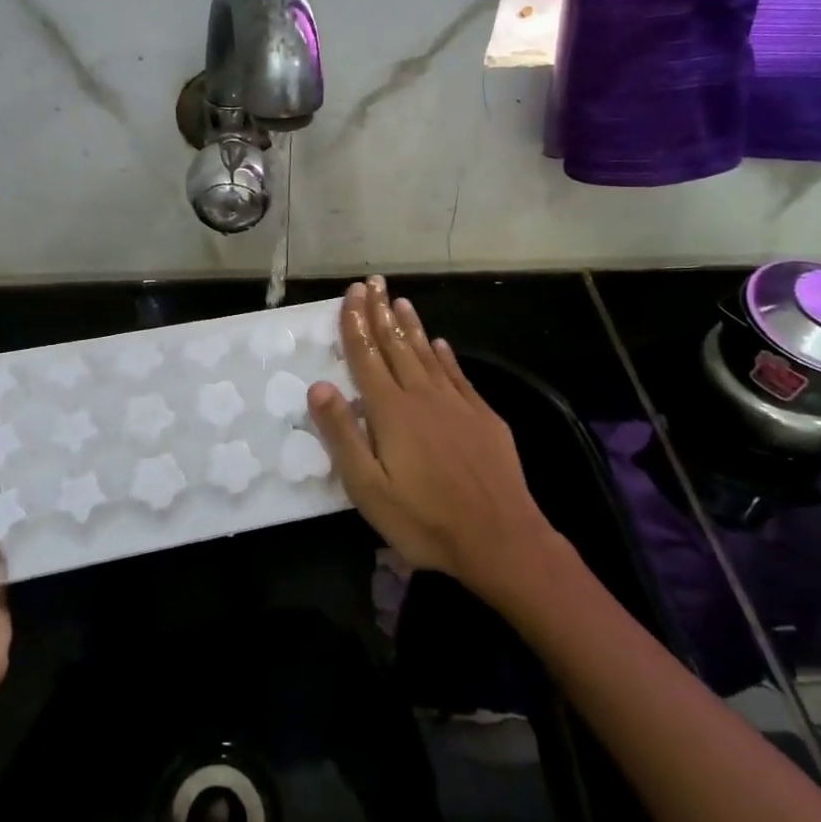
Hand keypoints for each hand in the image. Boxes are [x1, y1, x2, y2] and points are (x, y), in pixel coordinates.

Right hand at [307, 277, 559, 604]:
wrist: (501, 539)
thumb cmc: (425, 519)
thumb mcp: (368, 488)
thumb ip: (342, 435)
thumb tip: (319, 386)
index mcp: (391, 411)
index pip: (367, 356)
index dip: (356, 323)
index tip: (352, 293)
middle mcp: (422, 396)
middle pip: (396, 345)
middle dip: (381, 312)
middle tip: (374, 282)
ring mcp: (456, 404)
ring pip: (428, 354)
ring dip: (412, 326)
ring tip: (401, 301)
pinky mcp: (483, 417)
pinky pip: (458, 374)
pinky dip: (445, 355)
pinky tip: (441, 343)